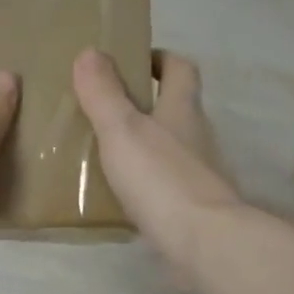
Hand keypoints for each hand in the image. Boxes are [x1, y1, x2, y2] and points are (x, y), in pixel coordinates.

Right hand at [74, 48, 241, 275]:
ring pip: (169, 148)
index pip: (179, 69)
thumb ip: (104, 94)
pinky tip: (119, 195)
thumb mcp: (122, 130)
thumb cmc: (161, 178)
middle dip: (144, 104)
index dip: (159, 59)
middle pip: (174, 108)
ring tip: (103, 153)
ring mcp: (198, 174)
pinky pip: (164, 185)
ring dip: (142, 146)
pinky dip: (144, 183)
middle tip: (103, 109)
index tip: (131, 61)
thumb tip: (90, 52)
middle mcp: (196, 136)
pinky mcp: (193, 207)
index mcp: (182, 109)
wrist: (204, 241)